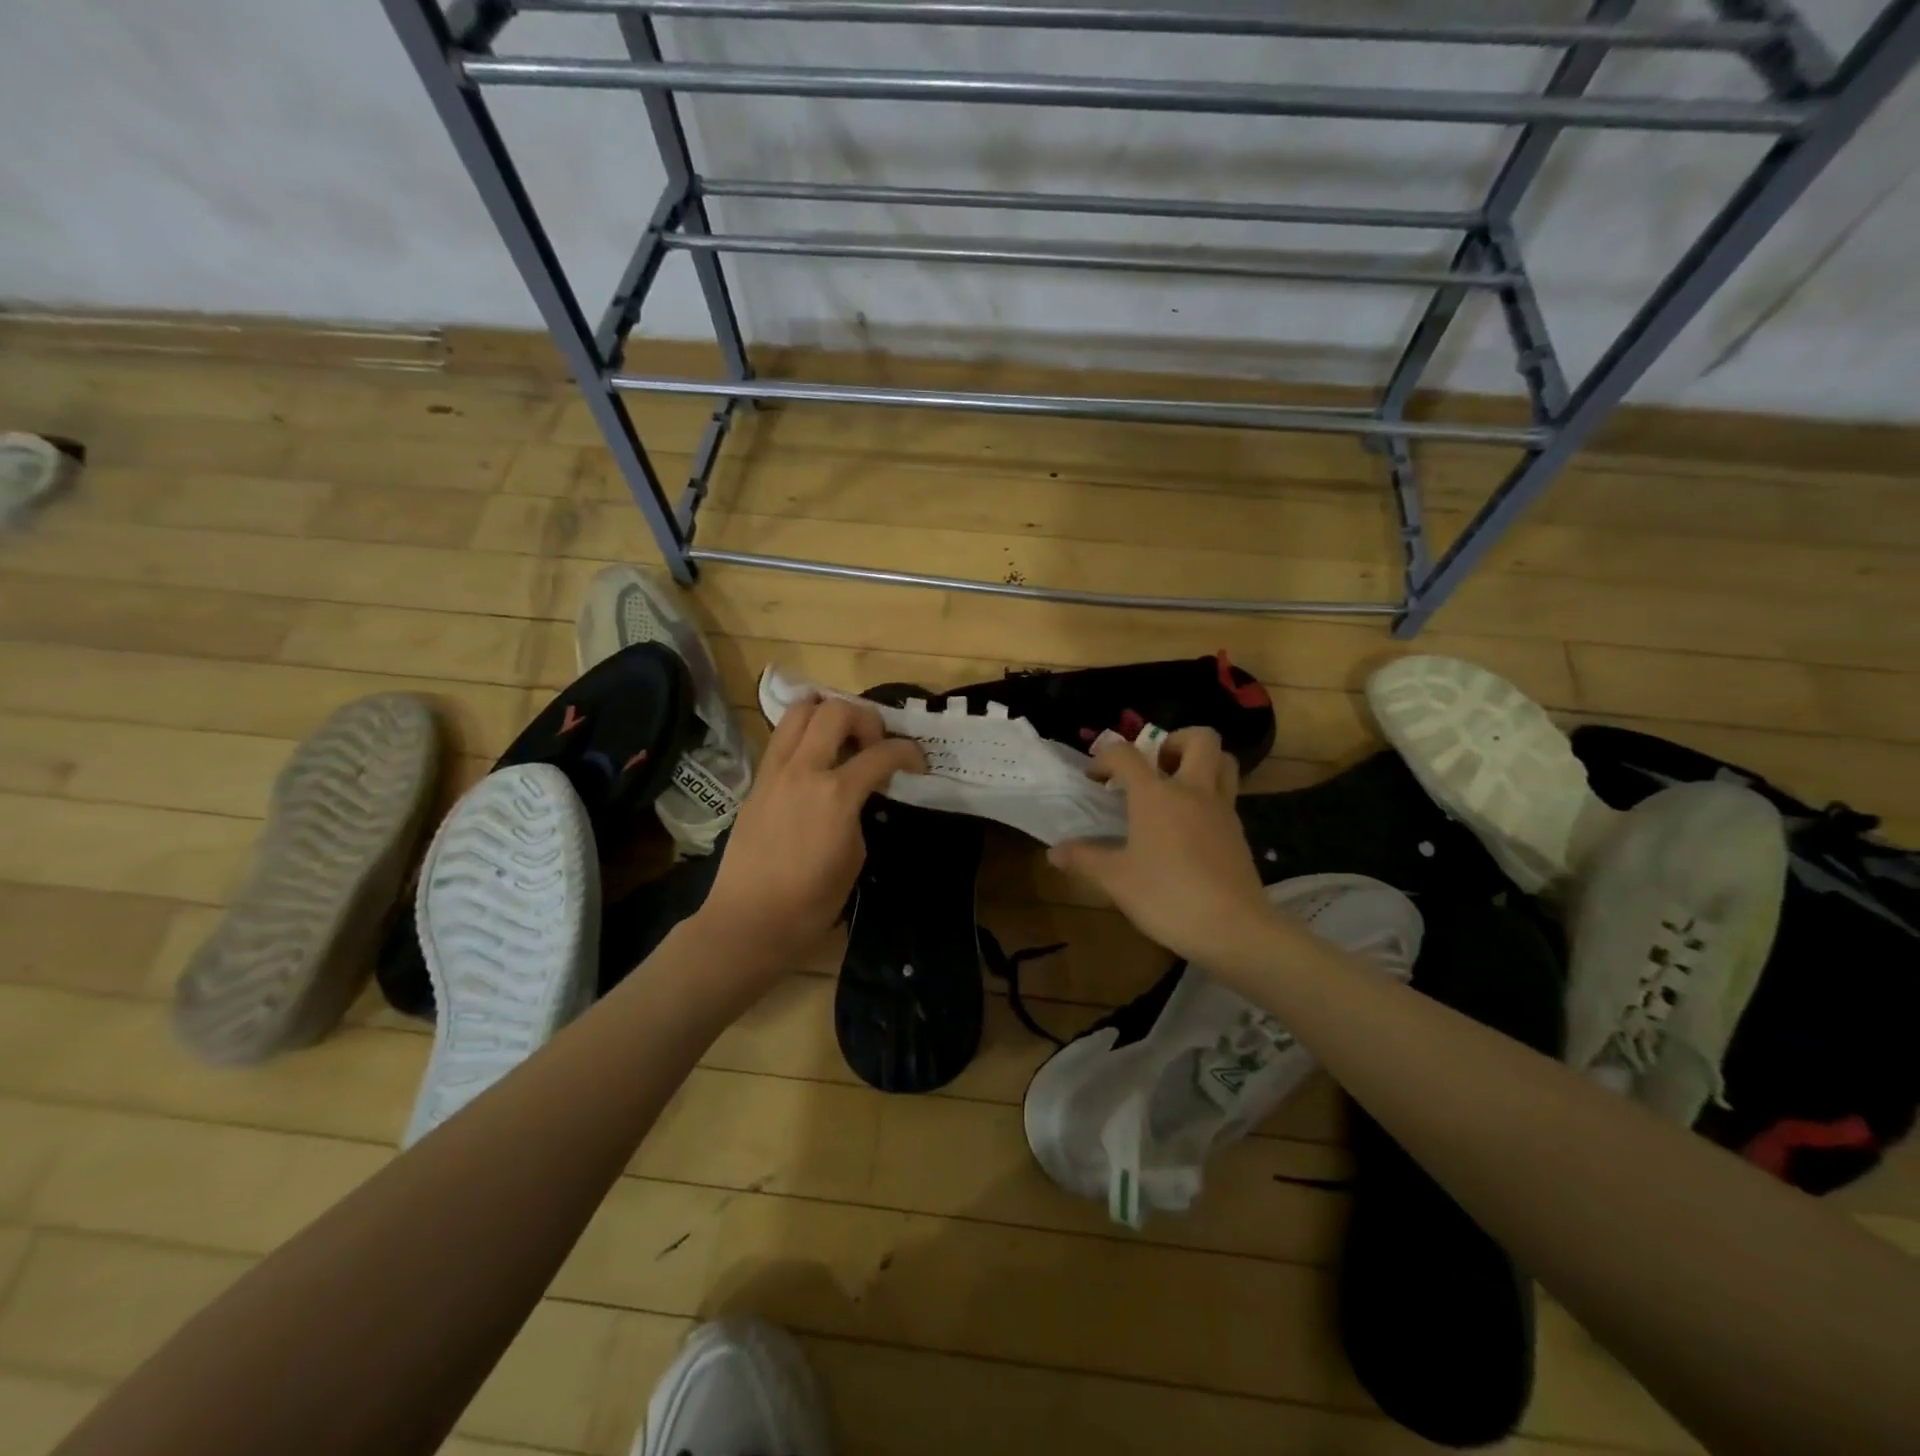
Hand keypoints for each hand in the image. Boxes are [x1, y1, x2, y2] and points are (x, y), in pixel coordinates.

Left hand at [697, 694, 924, 978]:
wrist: (749, 920)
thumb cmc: (811, 901)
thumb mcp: (855, 857)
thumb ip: (859, 813)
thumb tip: (857, 796)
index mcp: (836, 794)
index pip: (882, 753)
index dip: (909, 753)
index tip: (918, 763)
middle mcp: (804, 770)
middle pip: (836, 710)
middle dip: (866, 718)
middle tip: (873, 746)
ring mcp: (775, 772)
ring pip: (799, 711)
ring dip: (827, 713)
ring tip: (841, 738)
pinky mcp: (757, 782)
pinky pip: (781, 738)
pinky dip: (803, 734)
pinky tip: (815, 760)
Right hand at [1049, 728, 1272, 965]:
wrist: (1233, 929)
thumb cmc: (1167, 897)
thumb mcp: (1116, 880)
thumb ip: (1084, 859)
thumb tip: (1054, 851)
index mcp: (1156, 795)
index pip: (1126, 754)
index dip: (1105, 758)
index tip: (1094, 778)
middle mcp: (1193, 791)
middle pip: (1199, 739)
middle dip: (1173, 741)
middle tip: (1153, 767)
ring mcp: (1222, 810)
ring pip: (1223, 762)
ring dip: (1200, 762)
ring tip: (1175, 787)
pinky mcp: (1239, 832)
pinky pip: (1227, 796)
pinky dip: (1209, 796)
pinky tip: (1190, 826)